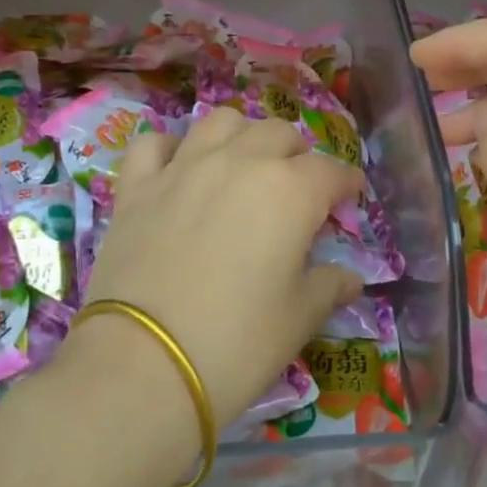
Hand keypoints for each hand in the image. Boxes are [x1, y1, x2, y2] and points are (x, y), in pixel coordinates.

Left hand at [74, 109, 363, 427]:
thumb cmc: (237, 343)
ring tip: (244, 164)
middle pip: (278, 133)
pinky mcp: (136, 187)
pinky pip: (153, 144)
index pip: (331, 171)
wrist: (143, 365)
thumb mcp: (298, 319)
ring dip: (242, 136)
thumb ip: (329, 287)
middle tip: (299, 187)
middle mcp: (239, 163)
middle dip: (297, 155)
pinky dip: (170, 149)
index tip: (350, 196)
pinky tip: (178, 169)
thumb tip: (350, 278)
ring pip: (221, 121)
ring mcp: (182, 168)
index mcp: (290, 191)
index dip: (346, 183)